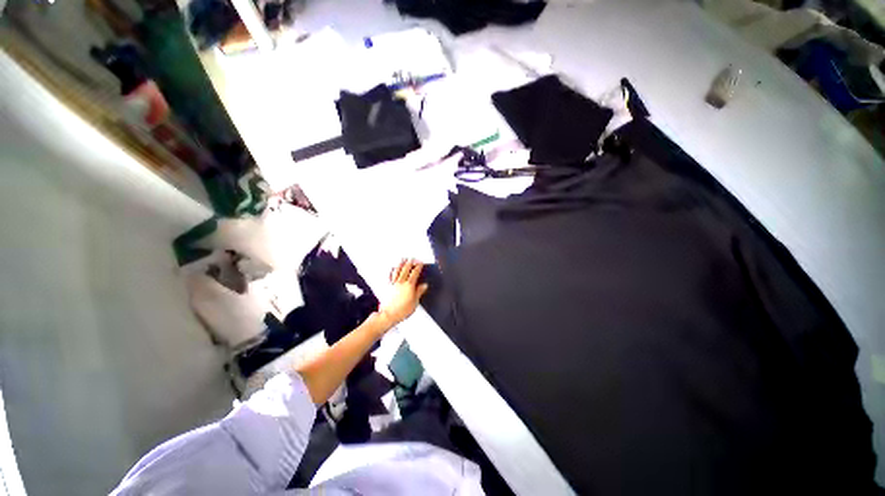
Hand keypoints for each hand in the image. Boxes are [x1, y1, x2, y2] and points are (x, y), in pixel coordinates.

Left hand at [377, 259, 428, 328]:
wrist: (389, 315)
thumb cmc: (402, 310)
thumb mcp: (415, 302)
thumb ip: (419, 292)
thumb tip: (424, 285)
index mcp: (409, 285)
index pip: (415, 273)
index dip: (418, 267)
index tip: (420, 263)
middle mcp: (401, 282)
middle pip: (406, 269)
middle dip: (410, 262)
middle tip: (413, 258)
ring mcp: (393, 284)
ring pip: (397, 270)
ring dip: (401, 264)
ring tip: (403, 259)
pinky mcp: (387, 287)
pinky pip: (389, 276)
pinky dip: (391, 271)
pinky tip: (392, 268)